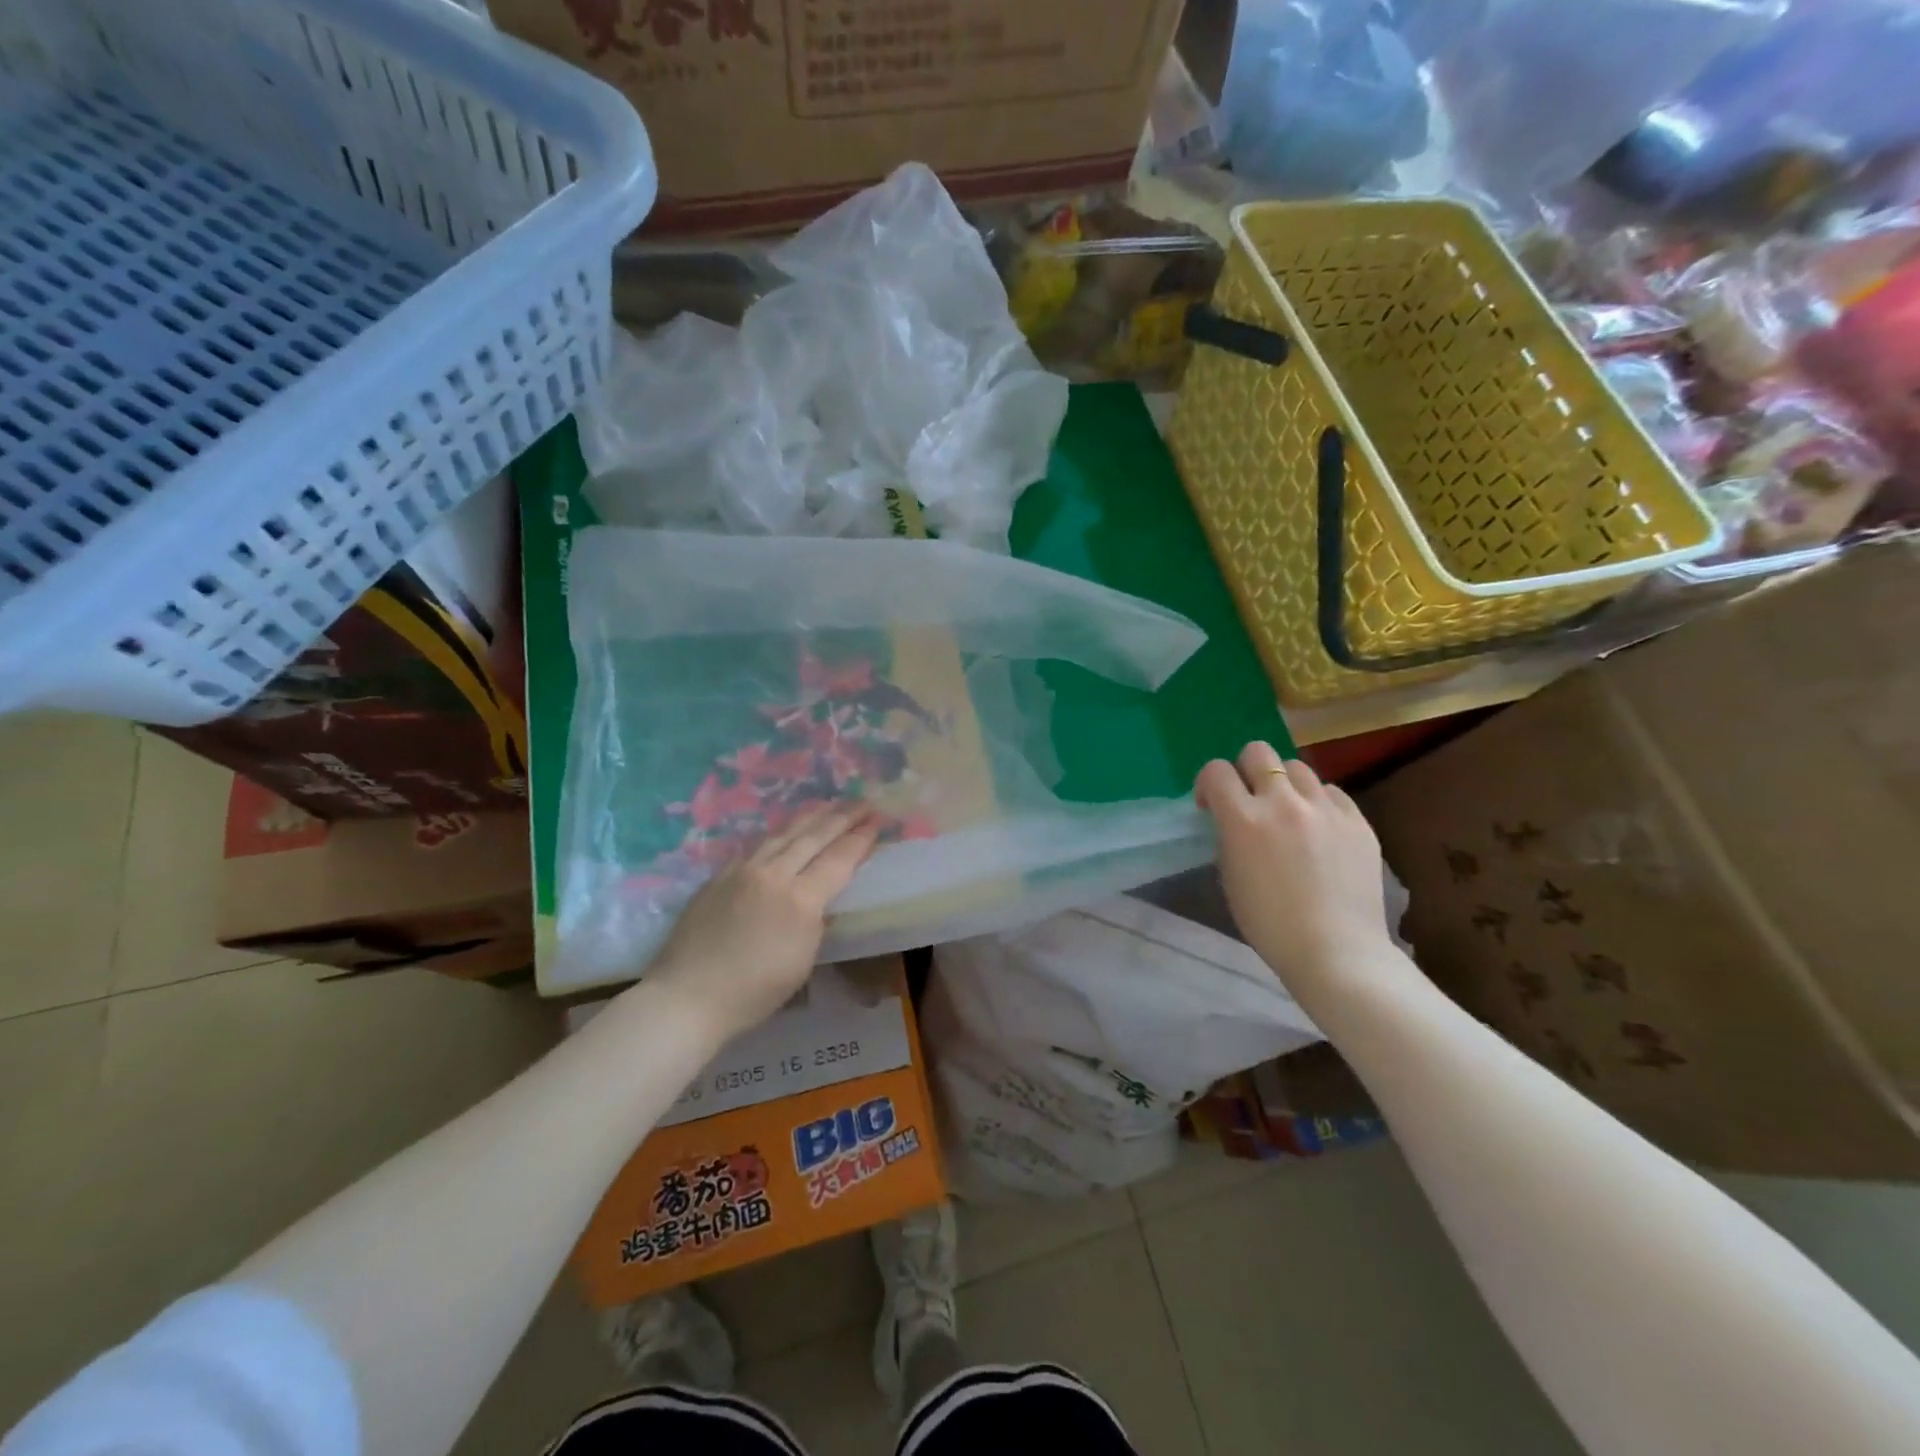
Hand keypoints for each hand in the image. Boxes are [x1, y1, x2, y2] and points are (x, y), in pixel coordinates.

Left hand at [642, 804, 880, 1044]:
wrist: (687, 996)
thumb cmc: (754, 992)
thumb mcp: (803, 961)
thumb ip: (816, 922)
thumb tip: (820, 901)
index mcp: (800, 900)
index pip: (838, 859)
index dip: (860, 838)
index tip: (877, 821)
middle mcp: (773, 874)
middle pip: (814, 836)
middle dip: (842, 817)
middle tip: (863, 802)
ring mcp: (742, 870)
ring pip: (783, 833)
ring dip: (811, 817)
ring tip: (829, 805)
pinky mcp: (719, 874)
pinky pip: (757, 845)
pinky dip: (780, 833)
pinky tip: (785, 830)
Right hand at [1196, 743, 1398, 997]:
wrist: (1336, 951)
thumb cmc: (1270, 924)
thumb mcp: (1231, 876)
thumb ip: (1229, 836)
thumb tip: (1234, 819)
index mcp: (1243, 819)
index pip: (1216, 771)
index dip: (1208, 784)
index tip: (1211, 805)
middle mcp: (1283, 802)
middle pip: (1258, 752)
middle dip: (1246, 770)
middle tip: (1250, 799)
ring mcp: (1325, 809)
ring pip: (1298, 767)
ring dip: (1285, 784)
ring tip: (1289, 812)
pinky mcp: (1358, 821)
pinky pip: (1332, 793)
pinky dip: (1319, 802)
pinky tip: (1319, 828)